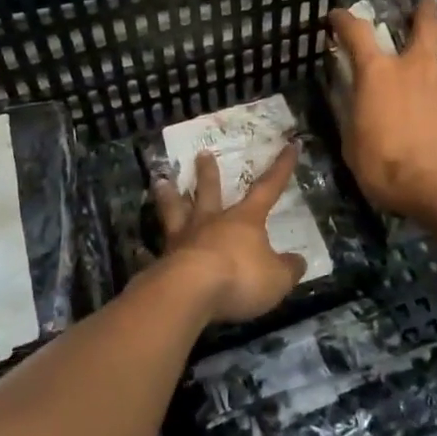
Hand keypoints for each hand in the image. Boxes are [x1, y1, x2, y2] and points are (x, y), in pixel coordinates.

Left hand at [152, 147, 307, 324]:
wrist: (190, 291)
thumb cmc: (240, 278)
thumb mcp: (277, 279)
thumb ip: (288, 269)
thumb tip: (298, 261)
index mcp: (244, 220)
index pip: (268, 188)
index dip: (281, 168)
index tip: (290, 144)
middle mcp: (211, 222)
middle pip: (210, 192)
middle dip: (208, 174)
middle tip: (202, 154)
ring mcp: (183, 240)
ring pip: (175, 211)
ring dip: (169, 196)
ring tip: (160, 181)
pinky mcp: (163, 262)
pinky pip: (154, 253)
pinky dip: (147, 251)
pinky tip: (138, 249)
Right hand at [327, 0, 436, 218]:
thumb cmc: (387, 169)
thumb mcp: (353, 143)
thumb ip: (353, 114)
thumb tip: (352, 99)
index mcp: (378, 74)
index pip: (357, 33)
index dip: (345, 20)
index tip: (338, 16)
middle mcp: (417, 65)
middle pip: (425, 23)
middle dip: (424, 9)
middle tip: (425, 4)